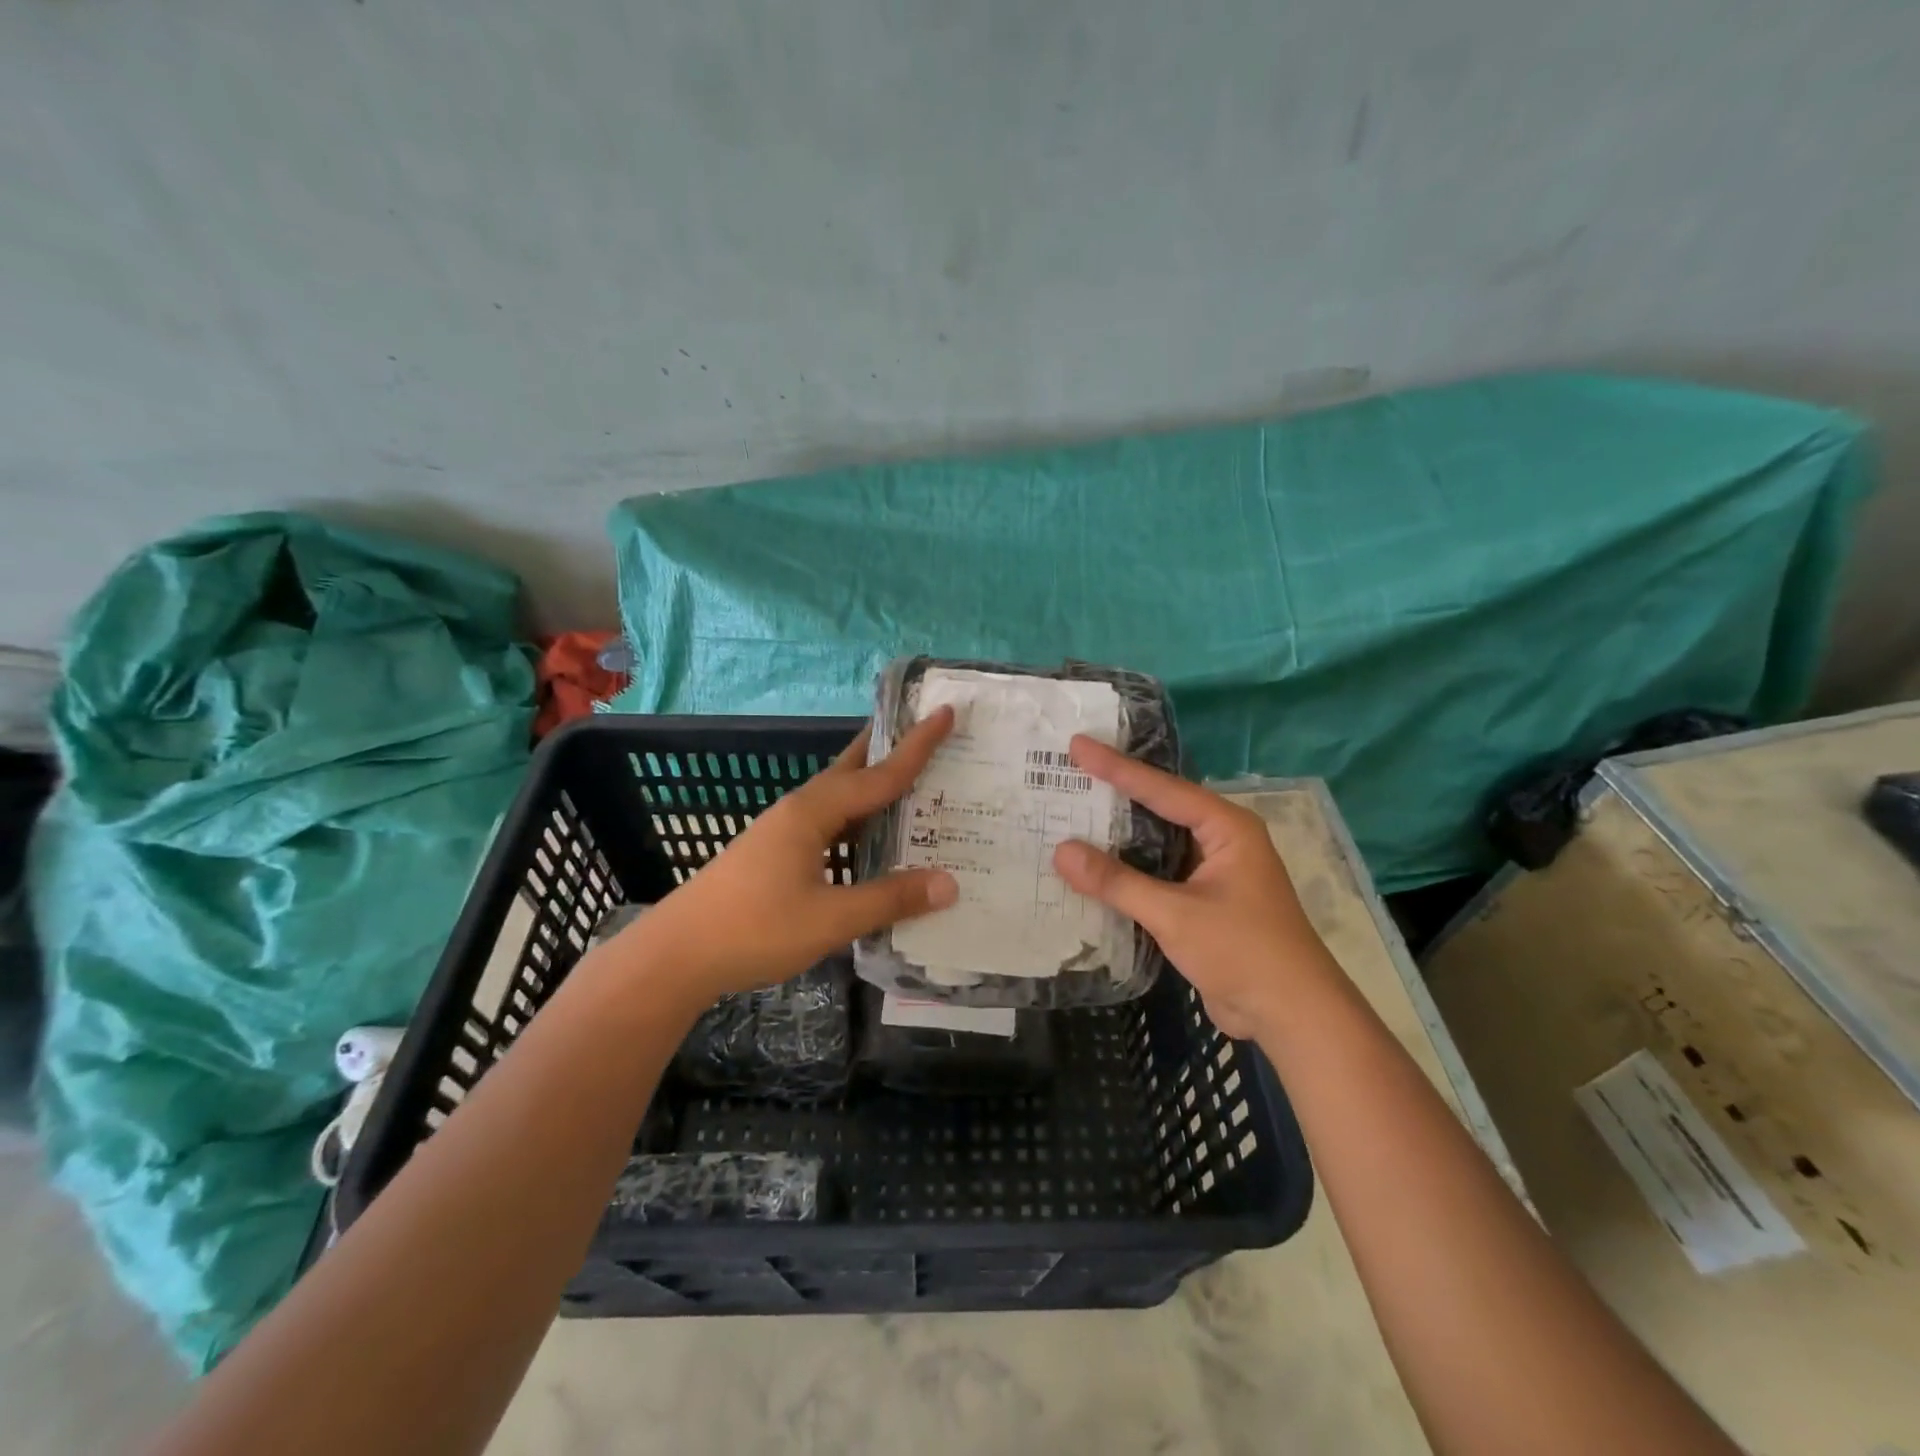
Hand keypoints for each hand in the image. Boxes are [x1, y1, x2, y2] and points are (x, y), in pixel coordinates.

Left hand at [632, 709, 958, 1000]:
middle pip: (853, 770)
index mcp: (814, 813)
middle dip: (890, 749)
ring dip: (874, 788)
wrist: (677, 955)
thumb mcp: (830, 919)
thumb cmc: (754, 929)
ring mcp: (783, 831)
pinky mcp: (775, 853)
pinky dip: (858, 821)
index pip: (879, 773)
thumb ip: (890, 899)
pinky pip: (829, 824)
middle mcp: (800, 811)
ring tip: (912, 785)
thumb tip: (950, 883)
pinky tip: (871, 841)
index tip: (946, 712)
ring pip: (839, 799)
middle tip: (927, 732)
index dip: (917, 746)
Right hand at [1051, 736, 1331, 1037]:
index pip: (1162, 788)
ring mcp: (1213, 872)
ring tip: (1072, 813)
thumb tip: (1061, 851)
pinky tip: (1094, 867)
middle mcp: (1221, 841)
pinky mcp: (1204, 902)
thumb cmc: (1243, 952)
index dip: (1116, 767)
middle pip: (1160, 807)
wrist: (1293, 1016)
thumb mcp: (1175, 914)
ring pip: (1157, 842)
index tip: (1077, 745)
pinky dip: (1128, 870)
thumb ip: (1117, 882)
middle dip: (1116, 793)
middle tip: (1071, 771)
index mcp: (1226, 828)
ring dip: (1119, 835)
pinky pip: (1158, 874)